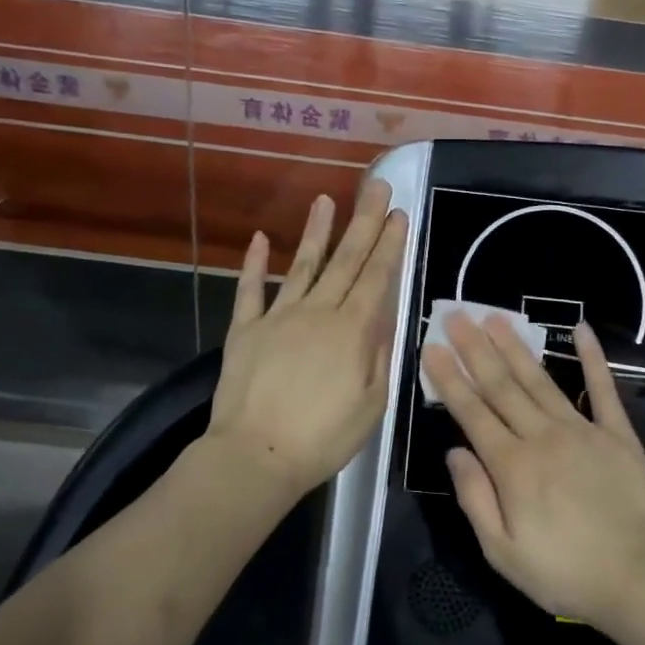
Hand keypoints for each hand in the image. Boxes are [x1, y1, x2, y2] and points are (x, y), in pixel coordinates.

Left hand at [205, 179, 407, 507]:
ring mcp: (277, 317)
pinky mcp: (245, 329)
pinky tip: (262, 238)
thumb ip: (380, 355)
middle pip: (345, 260)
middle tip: (376, 188)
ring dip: (316, 231)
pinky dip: (255, 264)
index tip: (399, 214)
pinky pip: (250, 290)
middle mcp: (317, 312)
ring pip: (302, 265)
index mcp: (351, 331)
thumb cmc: (323, 439)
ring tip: (327, 199)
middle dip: (364, 222)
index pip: (376, 277)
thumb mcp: (372, 404)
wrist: (255, 457)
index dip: (389, 244)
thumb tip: (384, 315)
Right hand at [421, 313, 644, 629]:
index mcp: (512, 466)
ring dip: (516, 347)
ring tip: (496, 318)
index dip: (449, 378)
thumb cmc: (565, 573)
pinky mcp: (617, 434)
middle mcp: (542, 437)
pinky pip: (602, 389)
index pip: (472, 412)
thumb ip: (475, 498)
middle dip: (475, 349)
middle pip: (502, 386)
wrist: (639, 579)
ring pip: (540, 381)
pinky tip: (582, 330)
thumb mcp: (503, 552)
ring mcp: (582, 431)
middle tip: (456, 315)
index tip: (432, 347)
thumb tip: (454, 452)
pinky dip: (592, 358)